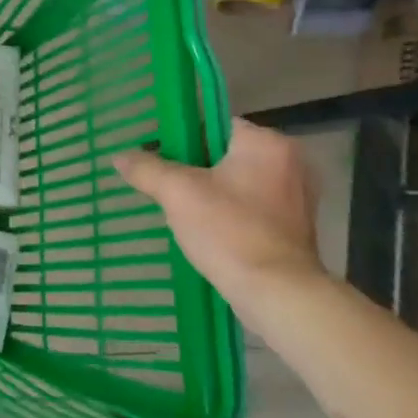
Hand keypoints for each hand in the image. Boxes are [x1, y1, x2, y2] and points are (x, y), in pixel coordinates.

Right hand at [115, 120, 326, 325]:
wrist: (277, 294)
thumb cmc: (230, 231)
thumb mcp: (178, 194)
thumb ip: (147, 169)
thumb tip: (119, 156)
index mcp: (266, 143)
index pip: (216, 124)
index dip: (184, 137)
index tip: (160, 155)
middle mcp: (290, 162)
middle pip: (226, 153)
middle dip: (195, 168)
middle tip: (166, 184)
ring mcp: (298, 196)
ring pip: (239, 181)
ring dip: (211, 191)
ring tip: (181, 209)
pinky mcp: (295, 226)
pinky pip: (252, 206)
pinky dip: (230, 212)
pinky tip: (207, 230)